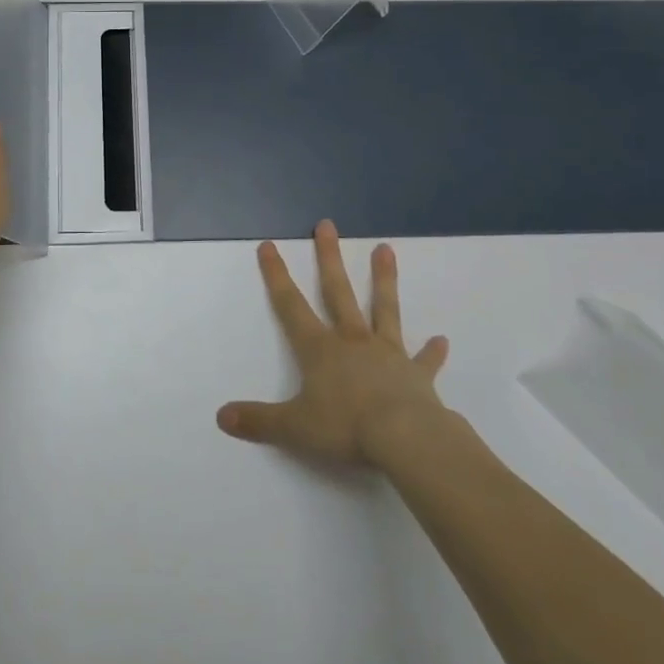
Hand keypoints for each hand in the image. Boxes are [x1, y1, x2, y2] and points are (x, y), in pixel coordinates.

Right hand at [217, 220, 451, 467]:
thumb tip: (222, 416)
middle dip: (329, 258)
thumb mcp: (294, 427)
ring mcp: (388, 354)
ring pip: (384, 309)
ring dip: (383, 279)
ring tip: (386, 249)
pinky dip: (432, 351)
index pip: (290, 305)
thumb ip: (258, 420)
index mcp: (320, 350)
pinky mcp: (417, 376)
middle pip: (337, 292)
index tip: (269, 245)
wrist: (406, 439)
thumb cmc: (345, 428)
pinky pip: (424, 360)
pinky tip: (441, 340)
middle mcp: (352, 341)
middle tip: (327, 225)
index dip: (276, 276)